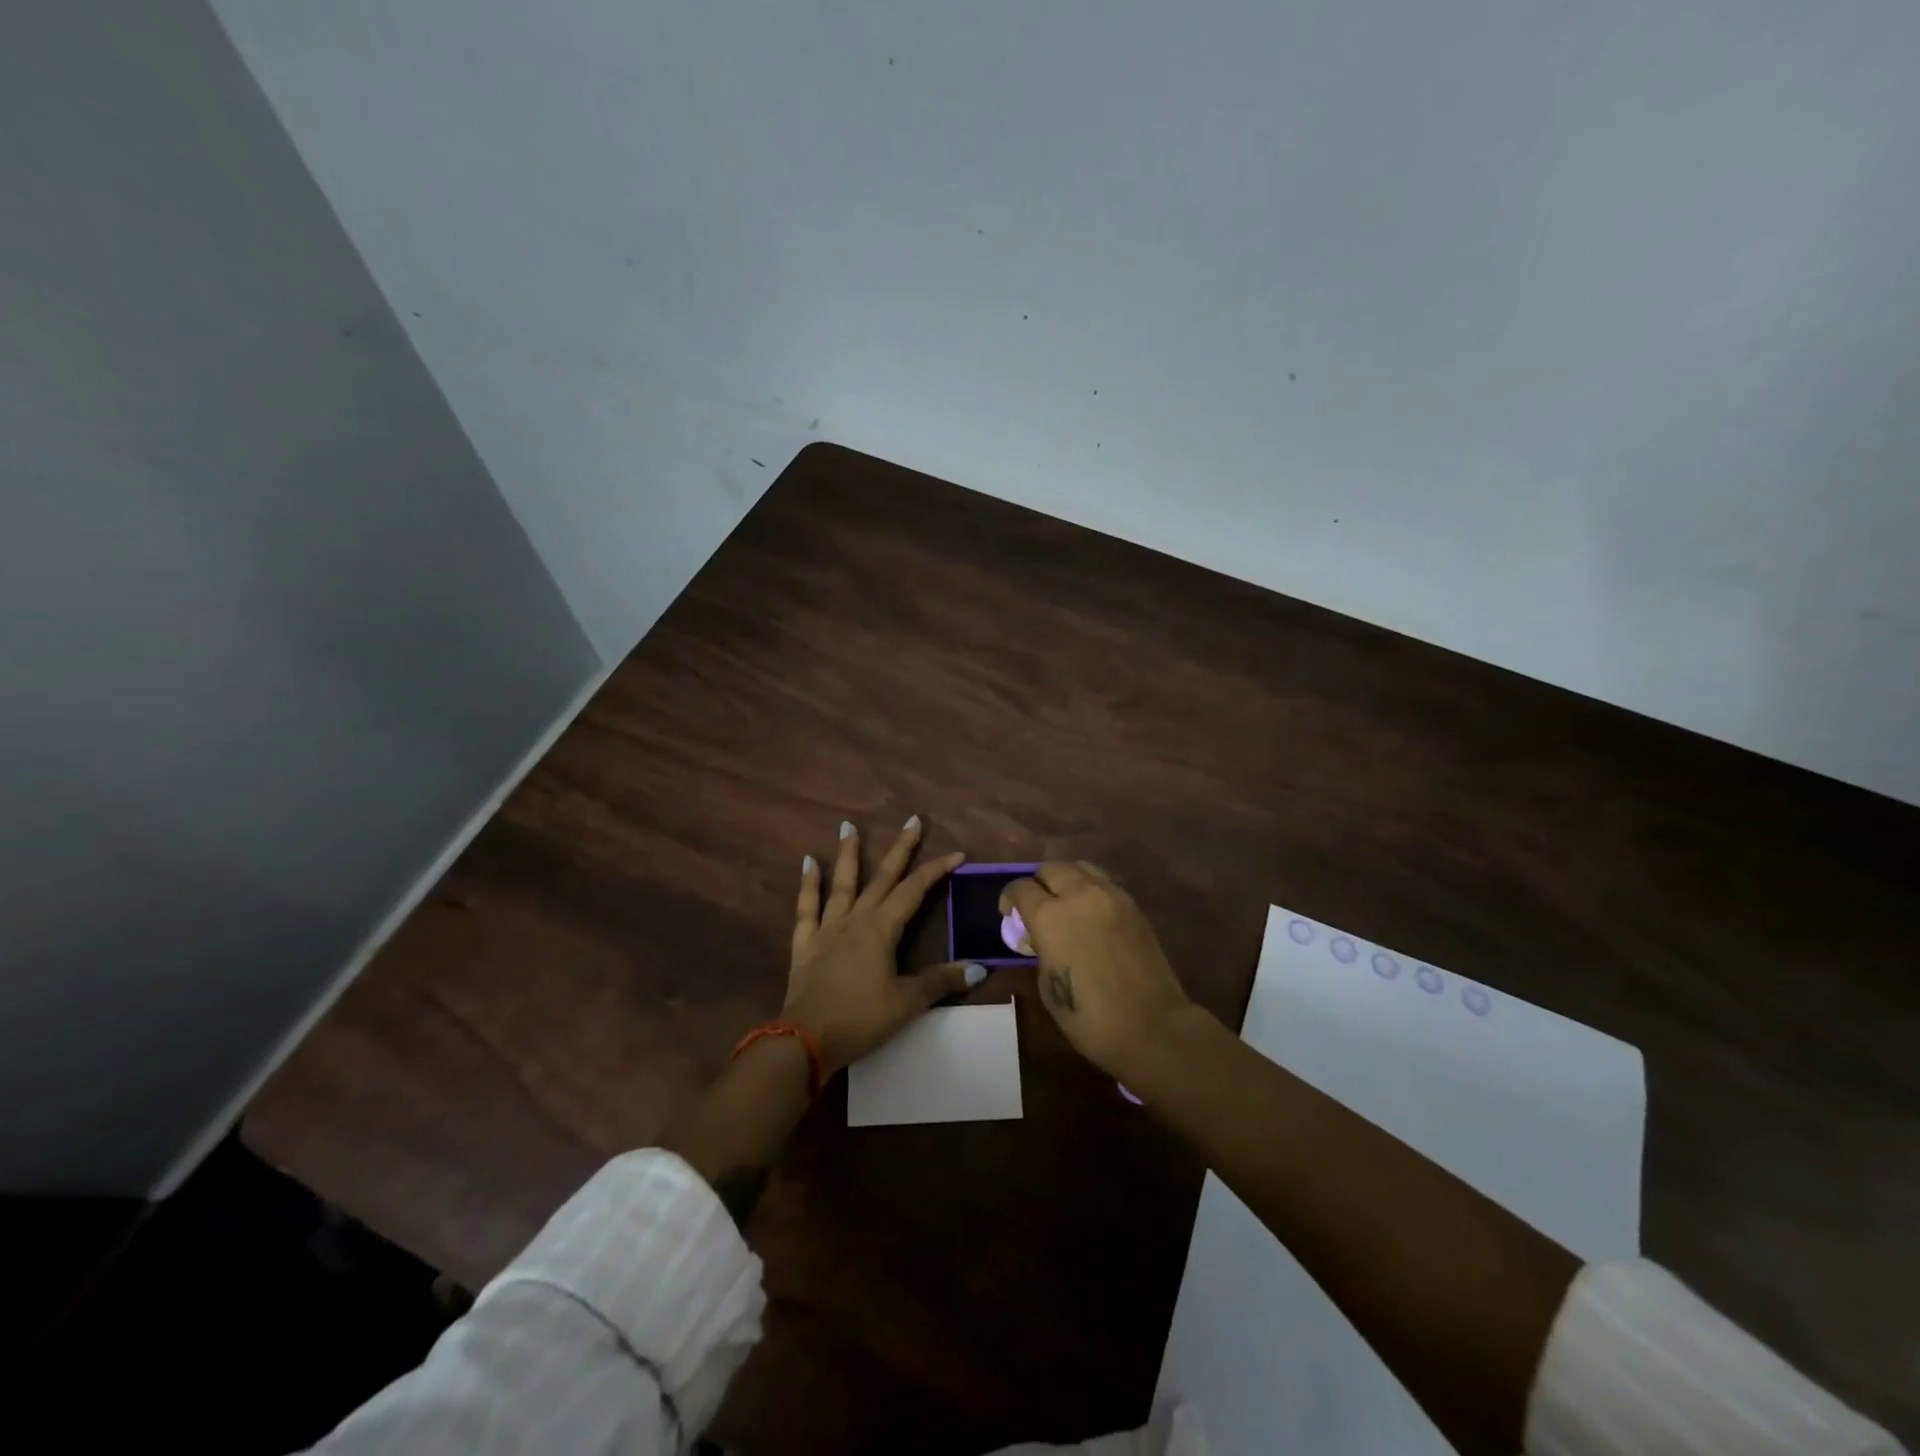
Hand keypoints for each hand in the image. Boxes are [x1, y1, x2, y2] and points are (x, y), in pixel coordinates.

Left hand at [785, 816, 984, 1075]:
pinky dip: (808, 885)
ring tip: (847, 825)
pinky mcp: (805, 944)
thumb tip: (979, 967)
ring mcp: (827, 929)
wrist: (805, 1040)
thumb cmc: (861, 1019)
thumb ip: (941, 981)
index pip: (915, 891)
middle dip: (900, 849)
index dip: (936, 870)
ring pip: (842, 884)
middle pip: (882, 878)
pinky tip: (807, 862)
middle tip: (912, 819)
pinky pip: (807, 908)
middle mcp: (856, 919)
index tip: (956, 854)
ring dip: (848, 854)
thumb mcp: (907, 1002)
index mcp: (882, 929)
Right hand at [1001, 862, 1191, 1077]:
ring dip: (1066, 880)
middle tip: (1037, 908)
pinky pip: (1104, 884)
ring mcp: (1111, 896)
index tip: (1010, 915)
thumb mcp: (1047, 984)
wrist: (1151, 1026)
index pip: (1021, 888)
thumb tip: (1041, 937)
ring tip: (1065, 905)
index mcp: (1050, 916)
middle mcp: (1079, 894)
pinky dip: (1090, 891)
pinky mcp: (1133, 905)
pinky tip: (1091, 916)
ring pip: (1080, 868)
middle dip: (1038, 884)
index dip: (1010, 899)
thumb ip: (1040, 948)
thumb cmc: (1089, 1016)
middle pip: (1051, 868)